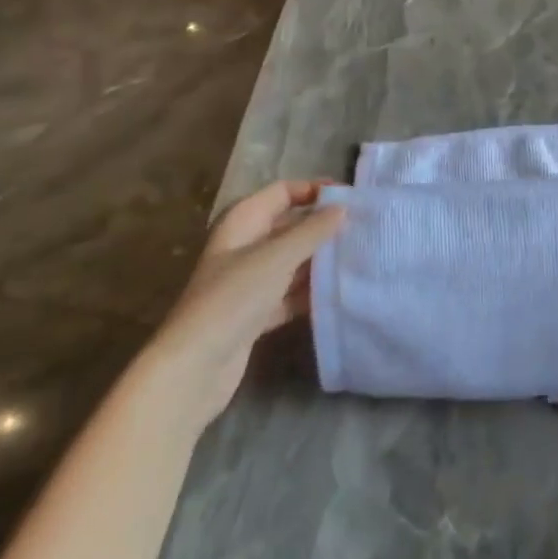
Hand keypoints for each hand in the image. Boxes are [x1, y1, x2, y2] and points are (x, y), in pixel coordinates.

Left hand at [141, 180, 343, 430]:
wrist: (193, 368)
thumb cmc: (233, 298)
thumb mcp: (277, 257)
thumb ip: (313, 230)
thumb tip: (342, 208)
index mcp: (243, 221)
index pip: (283, 192)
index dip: (315, 190)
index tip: (351, 198)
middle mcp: (245, 246)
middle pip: (291, 226)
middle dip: (323, 226)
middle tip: (363, 229)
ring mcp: (250, 281)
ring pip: (294, 261)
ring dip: (321, 260)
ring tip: (360, 258)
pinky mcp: (257, 313)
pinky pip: (291, 293)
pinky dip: (312, 292)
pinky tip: (340, 292)